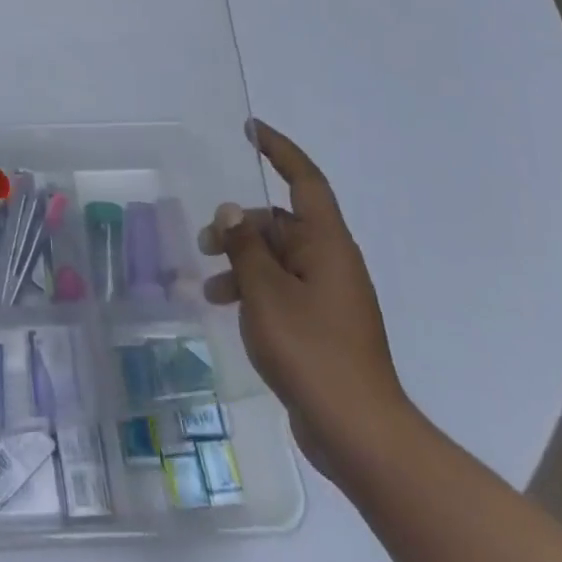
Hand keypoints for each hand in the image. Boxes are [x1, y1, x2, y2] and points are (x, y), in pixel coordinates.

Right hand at [198, 122, 410, 477]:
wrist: (358, 432)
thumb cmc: (311, 350)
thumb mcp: (265, 292)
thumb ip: (244, 247)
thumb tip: (230, 211)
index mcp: (327, 245)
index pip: (305, 181)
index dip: (279, 151)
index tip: (251, 129)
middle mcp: (331, 262)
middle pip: (280, 224)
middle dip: (240, 227)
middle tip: (204, 244)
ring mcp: (328, 296)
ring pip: (277, 259)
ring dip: (241, 263)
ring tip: (209, 288)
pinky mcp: (321, 325)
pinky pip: (281, 289)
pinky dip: (253, 290)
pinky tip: (227, 310)